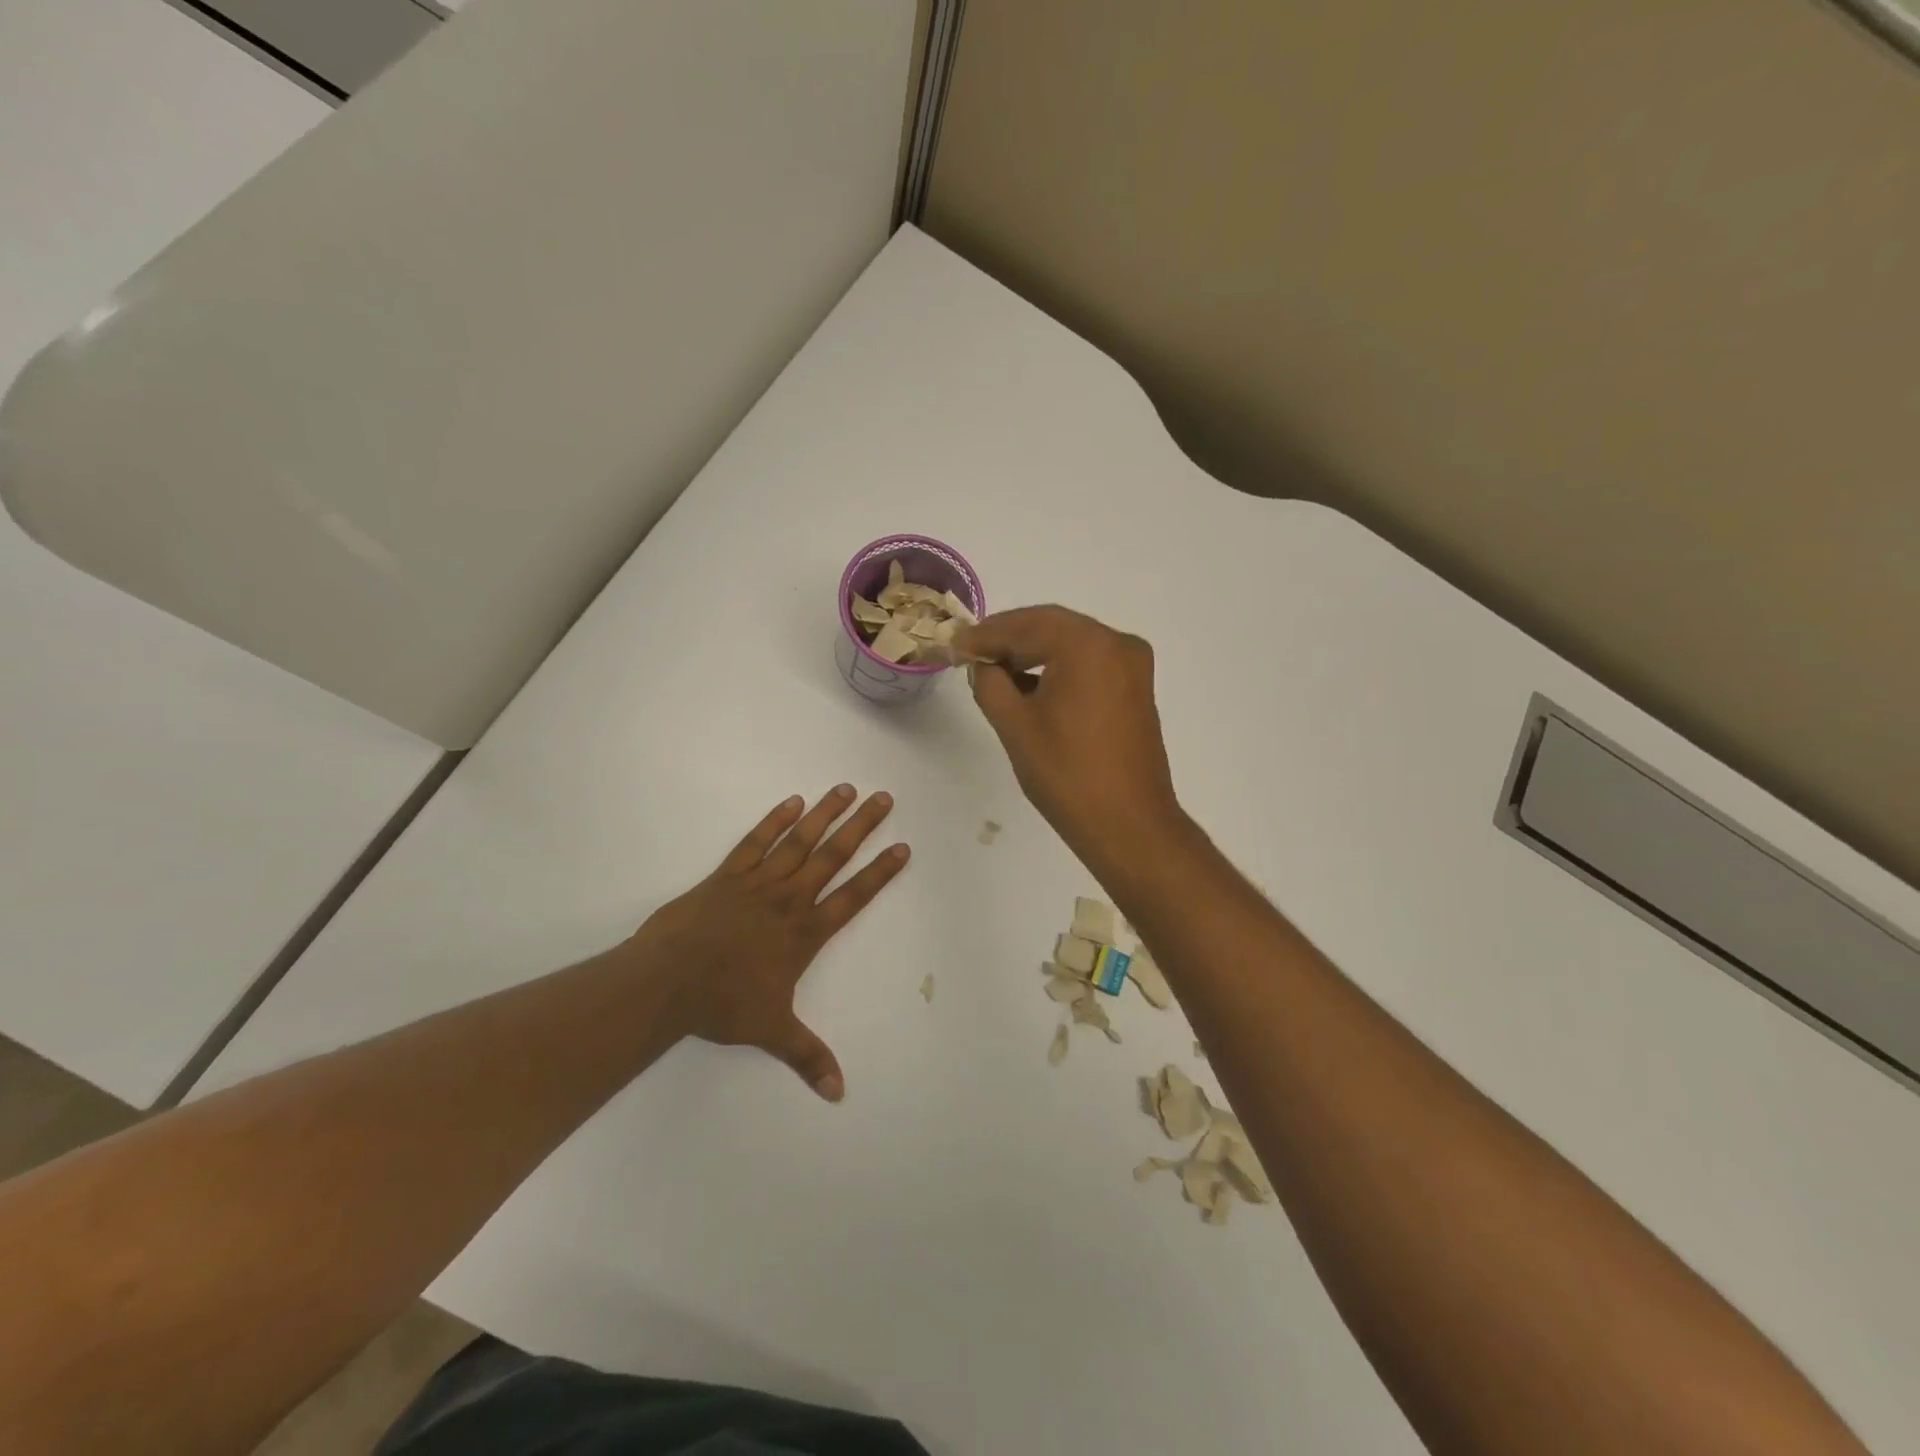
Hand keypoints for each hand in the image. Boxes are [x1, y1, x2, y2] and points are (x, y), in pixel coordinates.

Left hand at [631, 786, 908, 1100]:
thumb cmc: (723, 1004)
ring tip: (847, 789)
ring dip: (826, 814)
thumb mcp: (771, 1031)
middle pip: (833, 856)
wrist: (667, 981)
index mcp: (805, 933)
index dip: (880, 872)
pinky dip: (775, 820)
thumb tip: (838, 1094)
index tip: (903, 847)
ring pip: (800, 841)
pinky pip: (756, 841)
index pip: (853, 896)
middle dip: (862, 827)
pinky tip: (793, 802)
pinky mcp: (728, 874)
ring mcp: (758, 882)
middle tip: (884, 799)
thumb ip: (808, 1056)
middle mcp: (789, 899)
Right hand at [954, 606, 1182, 862]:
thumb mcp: (1015, 725)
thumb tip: (982, 665)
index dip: (985, 635)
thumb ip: (990, 683)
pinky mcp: (1136, 688)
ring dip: (1033, 651)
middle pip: (1051, 626)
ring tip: (994, 670)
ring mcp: (1132, 665)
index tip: (954, 645)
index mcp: (1088, 645)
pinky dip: (1059, 667)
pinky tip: (1030, 684)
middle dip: (1009, 638)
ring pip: (1071, 643)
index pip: (1025, 625)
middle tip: (970, 653)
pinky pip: (1090, 663)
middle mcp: (1117, 643)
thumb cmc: (1067, 775)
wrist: (1128, 825)